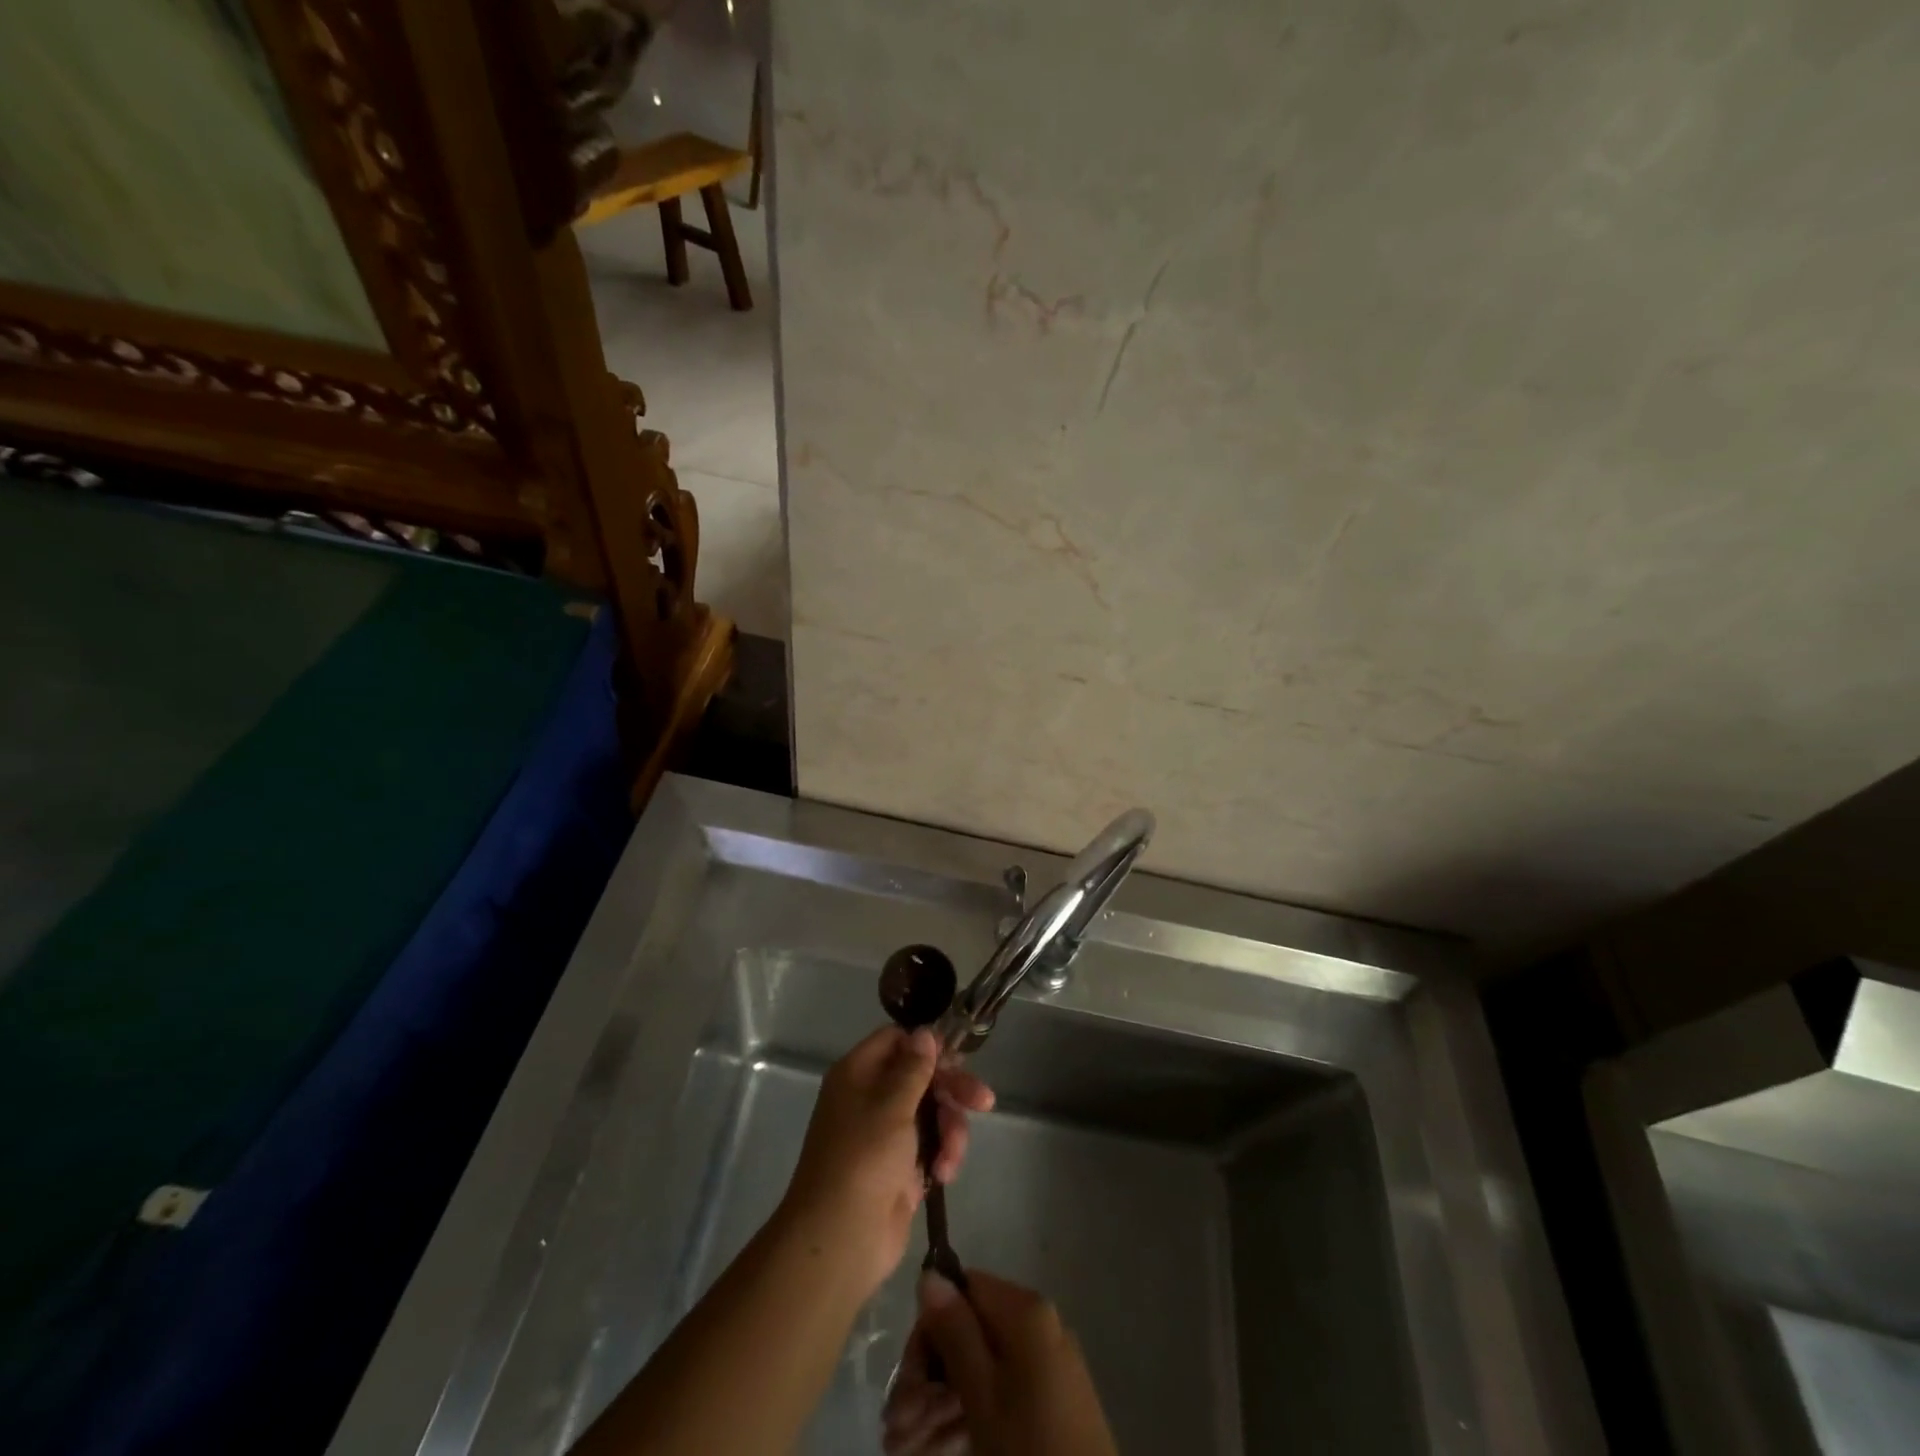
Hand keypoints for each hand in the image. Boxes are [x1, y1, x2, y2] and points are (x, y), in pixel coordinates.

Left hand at [776, 1026, 993, 1299]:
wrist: (841, 1239)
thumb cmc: (863, 1159)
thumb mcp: (892, 1105)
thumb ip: (914, 1068)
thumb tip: (924, 1032)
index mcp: (859, 1073)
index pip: (896, 1040)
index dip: (927, 1046)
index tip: (957, 1058)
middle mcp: (871, 1097)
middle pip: (921, 1077)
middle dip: (953, 1090)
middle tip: (983, 1101)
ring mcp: (886, 1134)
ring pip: (932, 1112)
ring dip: (950, 1130)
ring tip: (950, 1159)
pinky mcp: (901, 1167)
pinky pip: (932, 1145)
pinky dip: (943, 1155)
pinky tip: (943, 1173)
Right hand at [882, 1270, 1117, 1455]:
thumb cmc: (1029, 1448)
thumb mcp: (983, 1394)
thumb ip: (955, 1331)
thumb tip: (929, 1274)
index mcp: (1024, 1310)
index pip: (963, 1289)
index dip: (930, 1326)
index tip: (905, 1374)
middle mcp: (1036, 1326)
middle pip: (968, 1333)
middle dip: (927, 1376)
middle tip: (895, 1426)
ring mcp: (1044, 1367)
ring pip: (978, 1371)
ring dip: (937, 1404)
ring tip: (902, 1446)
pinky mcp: (1047, 1405)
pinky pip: (997, 1396)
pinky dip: (964, 1417)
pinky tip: (932, 1449)